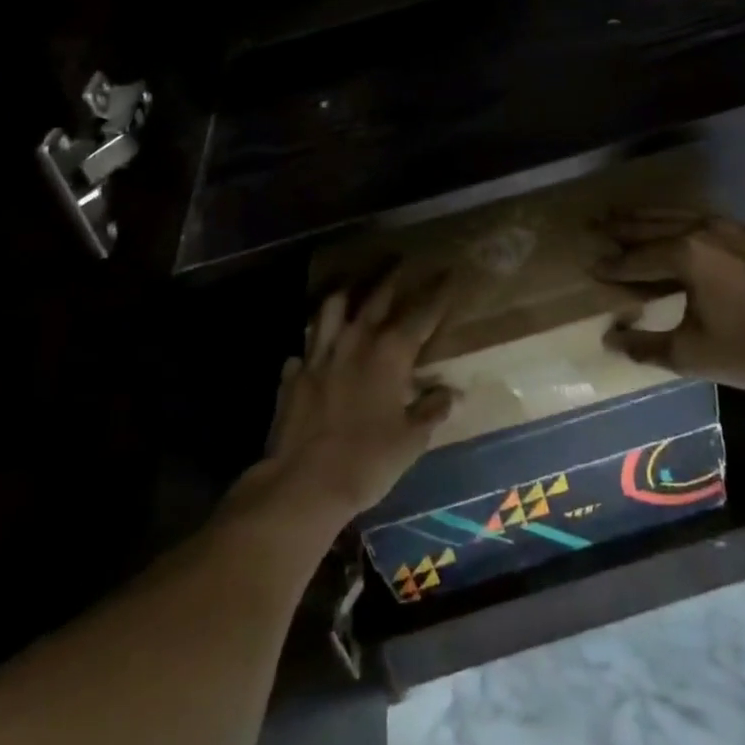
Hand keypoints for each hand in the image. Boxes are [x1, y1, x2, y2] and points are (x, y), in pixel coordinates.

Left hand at [237, 269, 456, 526]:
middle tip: (401, 260)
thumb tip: (451, 393)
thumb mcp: (412, 440)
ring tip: (351, 289)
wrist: (303, 483)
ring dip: (345, 296)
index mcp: (390, 352)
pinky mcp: (294, 375)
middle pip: (376, 298)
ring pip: (331, 310)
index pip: (422, 313)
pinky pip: (304, 349)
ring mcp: (320, 355)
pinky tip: (314, 352)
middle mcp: (355, 341)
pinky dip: (313, 346)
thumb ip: (431, 410)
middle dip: (391, 277)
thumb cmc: (368, 460)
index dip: (438, 294)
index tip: (449, 274)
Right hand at [596, 212, 744, 395]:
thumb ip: (643, 345)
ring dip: (648, 217)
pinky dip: (679, 220)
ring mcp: (732, 228)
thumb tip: (609, 338)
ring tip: (624, 215)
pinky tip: (675, 226)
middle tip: (595, 223)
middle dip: (621, 226)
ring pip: (679, 216)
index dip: (612, 265)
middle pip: (652, 225)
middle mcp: (704, 230)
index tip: (590, 266)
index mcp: (686, 254)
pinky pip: (703, 219)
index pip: (636, 258)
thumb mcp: (689, 355)